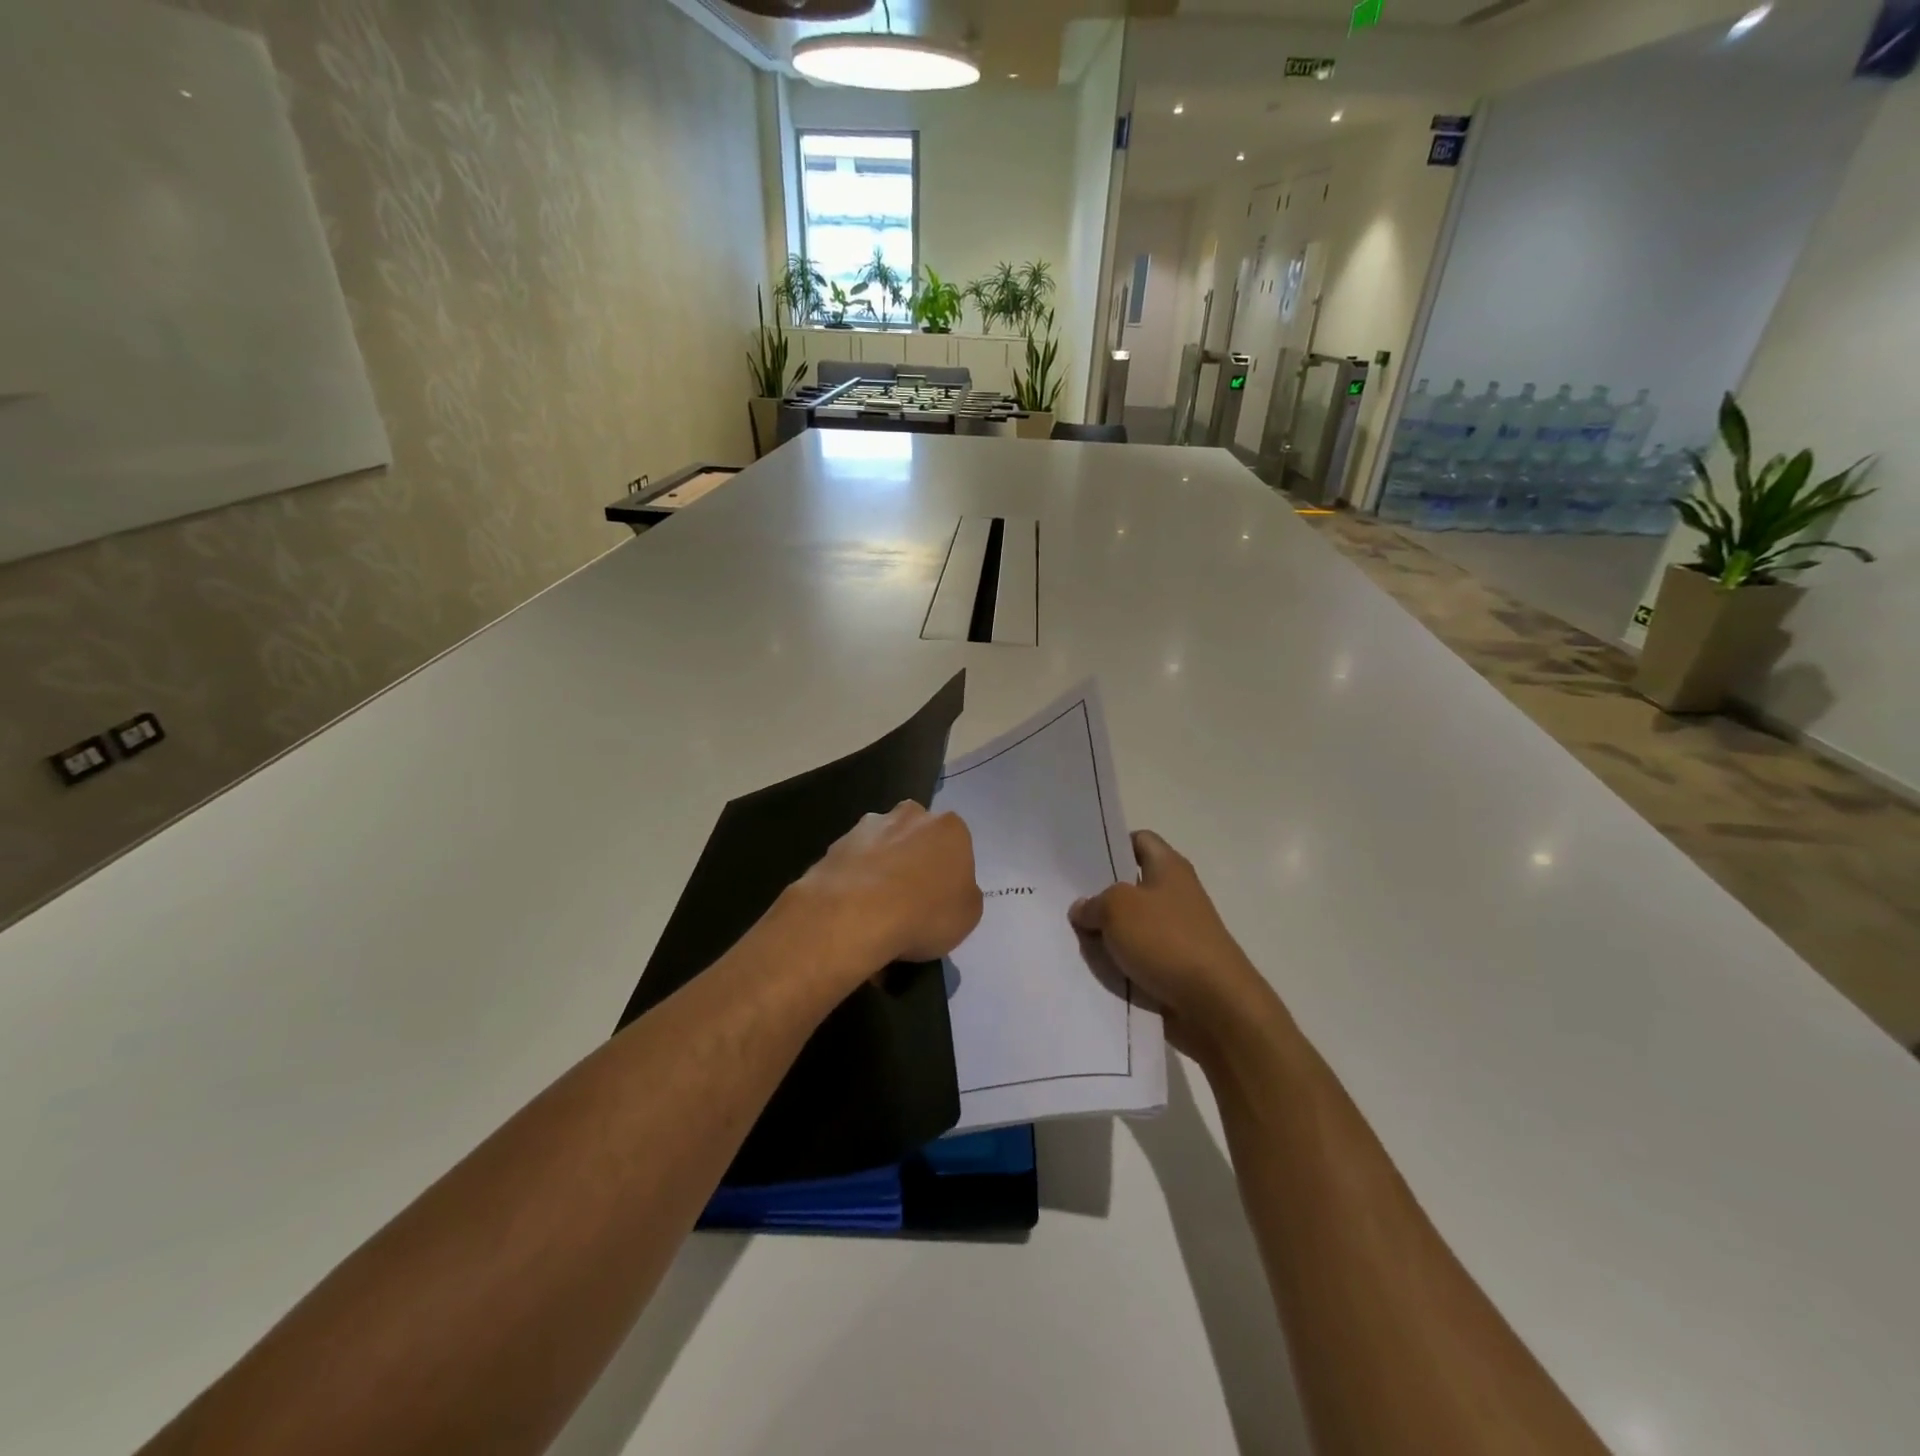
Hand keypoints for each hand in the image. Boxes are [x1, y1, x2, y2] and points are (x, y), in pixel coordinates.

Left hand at [795, 802, 982, 980]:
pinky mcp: (836, 843)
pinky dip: (856, 880)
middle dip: (915, 860)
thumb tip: (950, 889)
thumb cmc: (924, 914)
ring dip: (883, 867)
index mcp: (949, 827)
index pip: (956, 846)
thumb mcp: (968, 915)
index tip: (941, 900)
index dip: (949, 874)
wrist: (854, 915)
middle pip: (918, 837)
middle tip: (911, 900)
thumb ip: (964, 893)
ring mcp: (869, 826)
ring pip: (883, 846)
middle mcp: (911, 815)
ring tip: (877, 909)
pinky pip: (855, 862)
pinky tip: (853, 909)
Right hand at [1069, 831, 1282, 1066]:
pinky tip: (1092, 967)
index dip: (1112, 844)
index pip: (1139, 840)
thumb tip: (1083, 908)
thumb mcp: (1118, 908)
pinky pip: (1137, 956)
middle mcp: (1175, 894)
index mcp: (1169, 867)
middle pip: (1131, 884)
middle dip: (1100, 893)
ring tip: (1070, 935)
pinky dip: (1118, 961)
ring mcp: (1176, 932)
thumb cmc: (1167, 940)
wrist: (1214, 1005)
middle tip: (1064, 899)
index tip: (1081, 859)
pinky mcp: (1174, 966)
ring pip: (1131, 924)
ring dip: (1106, 932)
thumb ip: (1094, 902)